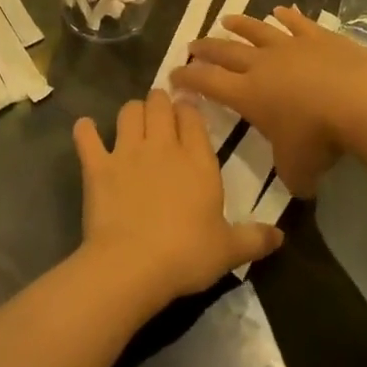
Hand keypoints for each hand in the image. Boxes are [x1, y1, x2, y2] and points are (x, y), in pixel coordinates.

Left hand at [73, 89, 282, 307]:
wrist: (133, 265)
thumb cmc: (187, 254)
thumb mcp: (229, 250)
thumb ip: (255, 238)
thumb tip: (280, 236)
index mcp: (197, 159)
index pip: (193, 116)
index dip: (189, 108)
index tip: (188, 108)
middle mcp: (163, 146)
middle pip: (159, 104)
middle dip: (160, 101)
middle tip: (161, 110)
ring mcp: (127, 152)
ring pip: (128, 111)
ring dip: (132, 111)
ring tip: (133, 120)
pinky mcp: (97, 167)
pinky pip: (87, 138)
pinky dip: (85, 131)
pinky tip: (86, 129)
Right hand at [172, 6, 366, 198]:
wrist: (358, 99)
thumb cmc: (318, 137)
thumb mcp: (299, 169)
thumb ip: (292, 177)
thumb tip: (299, 187)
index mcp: (247, 94)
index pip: (208, 83)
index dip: (189, 78)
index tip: (174, 74)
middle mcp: (262, 65)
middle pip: (226, 51)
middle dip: (206, 48)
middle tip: (192, 44)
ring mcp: (290, 47)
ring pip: (258, 31)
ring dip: (241, 25)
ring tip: (227, 19)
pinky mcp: (319, 37)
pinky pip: (297, 23)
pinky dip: (287, 16)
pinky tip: (281, 10)